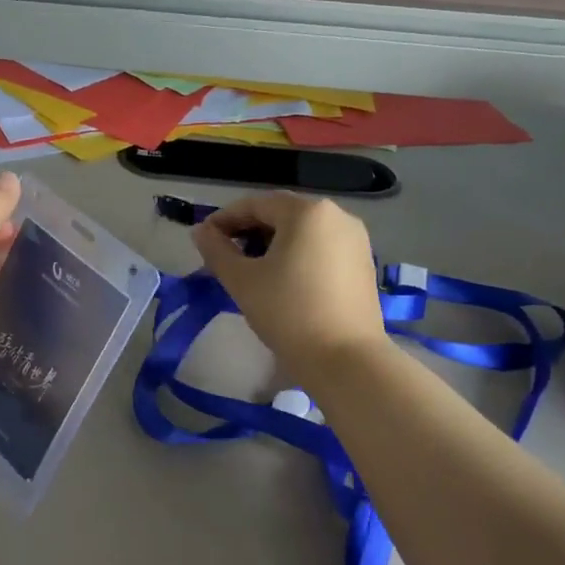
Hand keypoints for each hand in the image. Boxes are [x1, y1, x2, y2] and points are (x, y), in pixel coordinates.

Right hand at [191, 192, 387, 380]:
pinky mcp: (363, 263)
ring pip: (303, 231)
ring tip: (250, 268)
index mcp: (307, 212)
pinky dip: (297, 254)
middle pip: (282, 213)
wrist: (346, 360)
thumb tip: (201, 231)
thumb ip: (216, 250)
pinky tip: (282, 278)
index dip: (224, 218)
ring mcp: (356, 239)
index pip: (255, 204)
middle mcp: (337, 215)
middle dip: (249, 229)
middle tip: (223, 253)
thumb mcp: (242, 280)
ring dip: (272, 242)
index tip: (203, 238)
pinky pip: (321, 247)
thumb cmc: (288, 312)